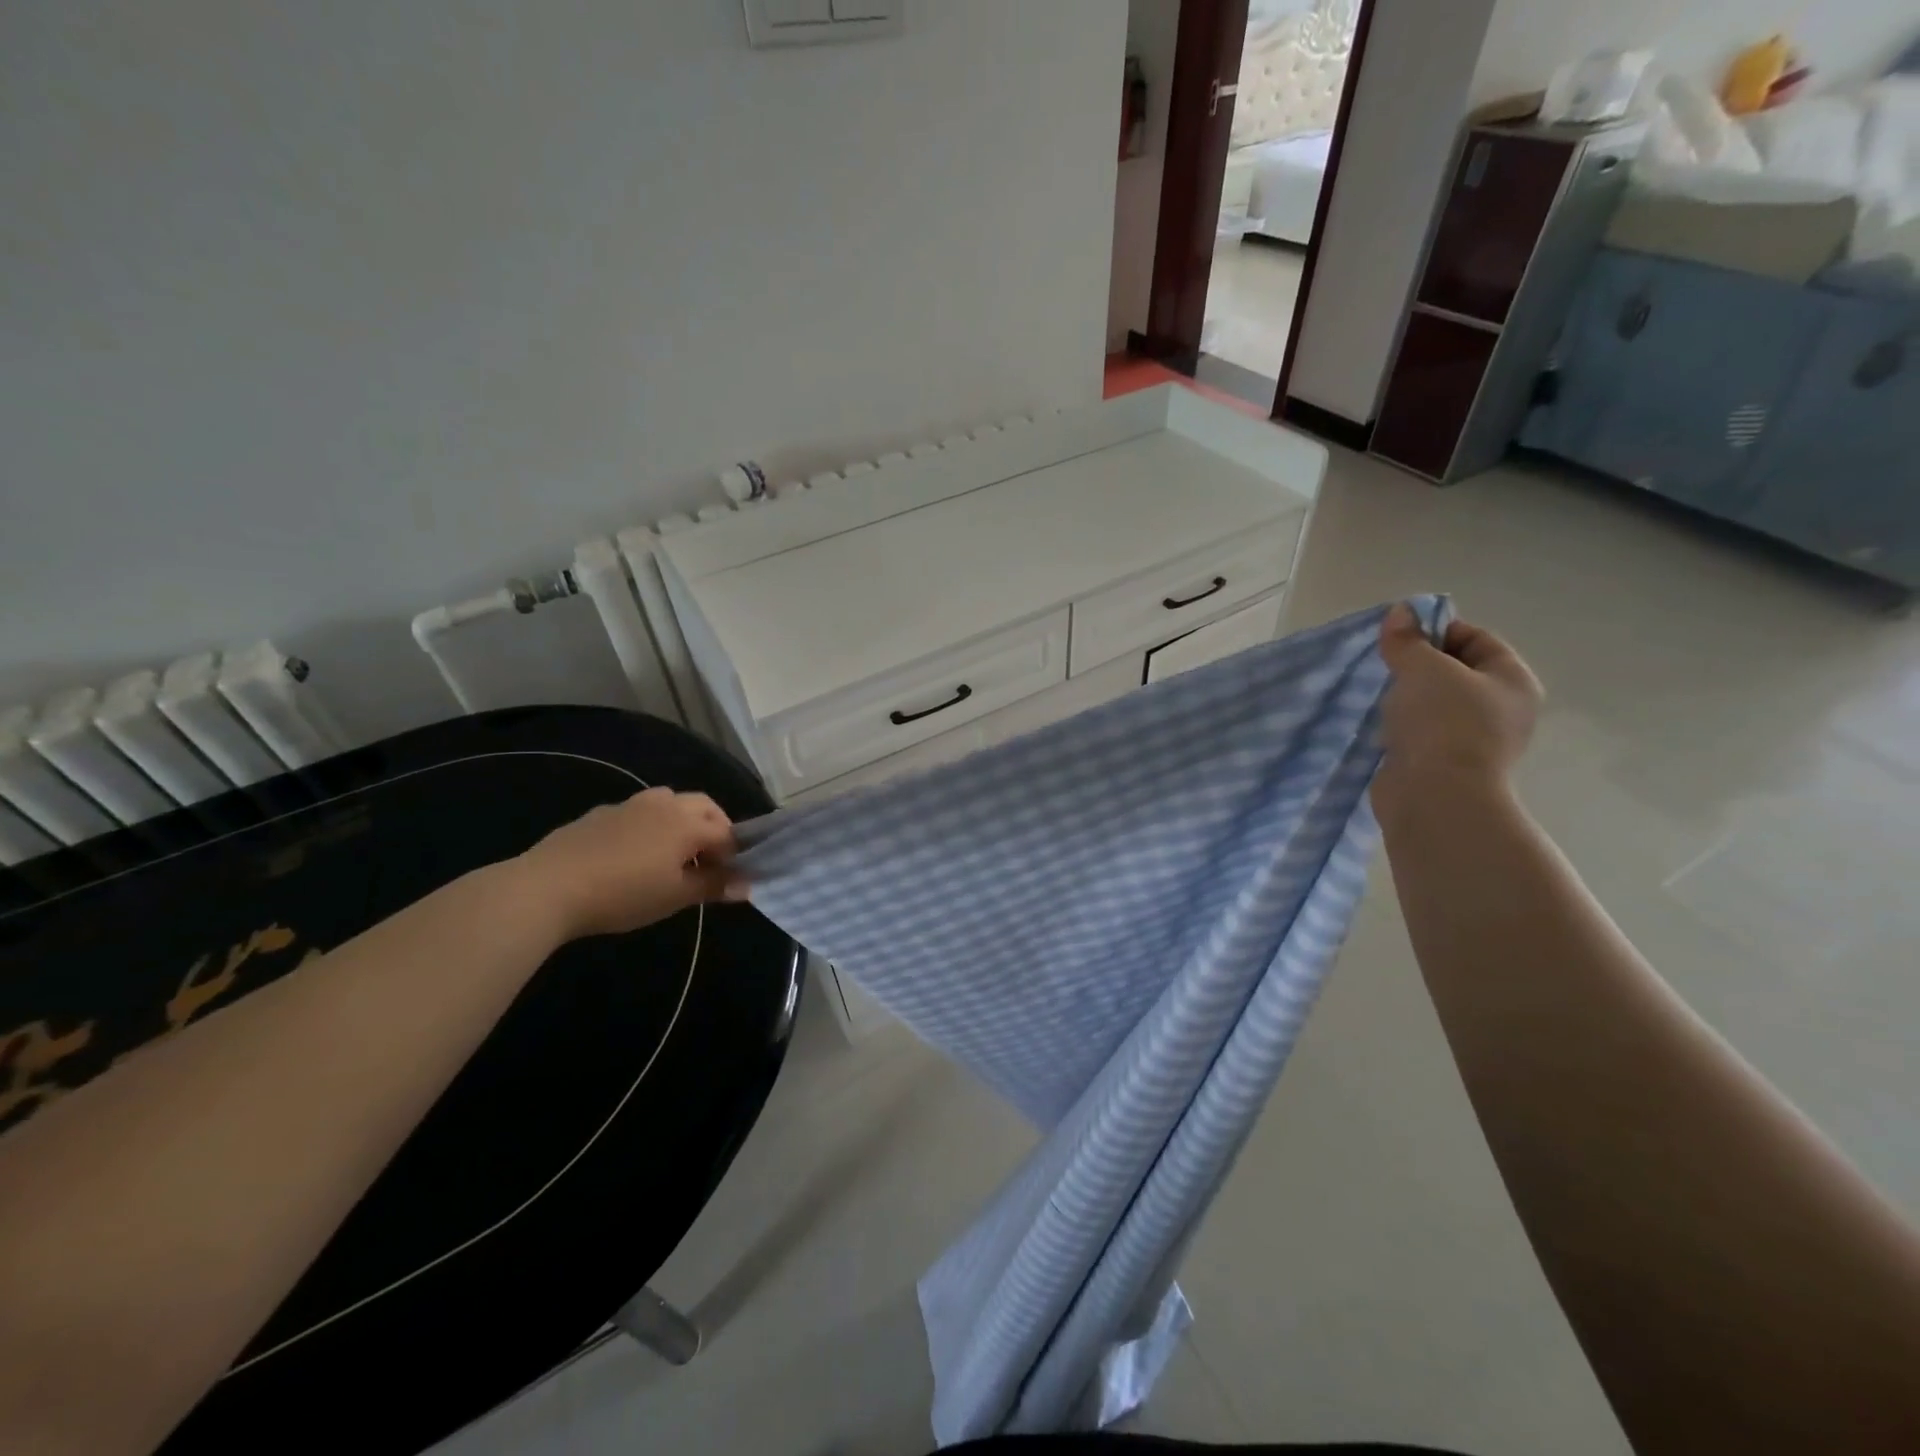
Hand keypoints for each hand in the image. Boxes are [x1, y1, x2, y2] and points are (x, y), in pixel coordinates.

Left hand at [515, 788, 747, 941]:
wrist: (548, 887)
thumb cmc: (623, 894)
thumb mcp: (674, 897)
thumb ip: (713, 886)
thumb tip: (746, 885)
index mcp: (688, 823)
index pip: (727, 833)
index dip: (735, 855)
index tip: (731, 880)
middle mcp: (664, 804)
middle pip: (704, 806)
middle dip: (715, 828)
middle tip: (709, 860)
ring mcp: (630, 805)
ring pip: (670, 802)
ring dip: (682, 821)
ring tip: (673, 854)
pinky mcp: (600, 813)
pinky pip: (638, 812)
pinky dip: (650, 826)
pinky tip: (633, 855)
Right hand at [1373, 604, 1542, 819]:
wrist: (1435, 795)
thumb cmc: (1442, 722)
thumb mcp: (1423, 668)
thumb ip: (1408, 639)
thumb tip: (1399, 612)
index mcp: (1512, 680)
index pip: (1476, 638)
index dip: (1437, 629)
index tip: (1398, 635)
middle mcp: (1501, 708)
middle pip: (1455, 671)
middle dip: (1417, 664)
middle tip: (1384, 663)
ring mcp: (1473, 740)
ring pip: (1434, 704)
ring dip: (1405, 697)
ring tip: (1377, 693)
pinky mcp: (1443, 763)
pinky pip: (1419, 732)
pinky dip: (1400, 725)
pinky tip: (1377, 724)